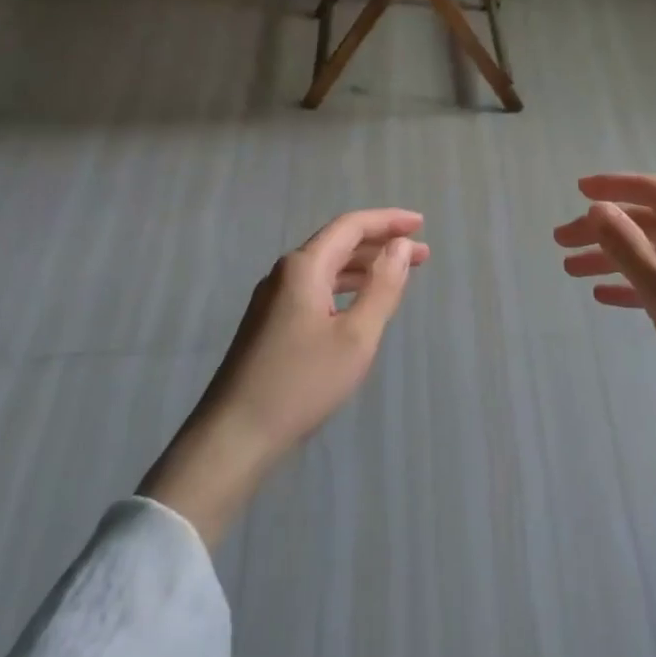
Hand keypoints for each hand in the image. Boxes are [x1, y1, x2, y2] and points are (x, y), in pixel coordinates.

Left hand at [141, 209, 428, 544]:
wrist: (235, 435)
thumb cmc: (302, 383)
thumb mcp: (355, 336)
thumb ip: (382, 286)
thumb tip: (401, 246)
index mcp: (304, 267)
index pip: (351, 226)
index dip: (388, 221)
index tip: (421, 224)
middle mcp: (285, 273)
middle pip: (338, 243)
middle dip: (381, 244)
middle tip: (421, 254)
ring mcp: (273, 298)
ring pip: (326, 267)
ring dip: (364, 266)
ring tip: (399, 275)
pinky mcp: (269, 322)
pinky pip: (315, 288)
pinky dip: (345, 286)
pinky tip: (360, 303)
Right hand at [554, 174, 655, 434]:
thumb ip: (629, 248)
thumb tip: (598, 208)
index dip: (615, 186)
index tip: (577, 190)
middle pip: (650, 222)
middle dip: (604, 228)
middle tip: (560, 241)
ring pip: (654, 253)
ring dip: (613, 258)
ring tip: (570, 270)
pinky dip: (634, 284)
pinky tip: (604, 296)